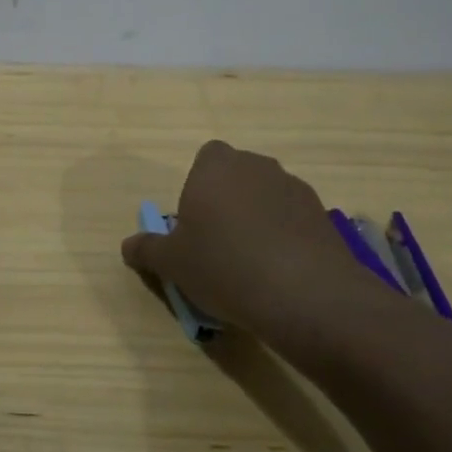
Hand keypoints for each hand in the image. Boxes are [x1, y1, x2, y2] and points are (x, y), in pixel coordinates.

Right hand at [120, 140, 393, 350]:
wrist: (304, 294)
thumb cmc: (223, 266)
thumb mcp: (172, 264)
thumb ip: (147, 250)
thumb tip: (129, 245)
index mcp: (215, 166)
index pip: (206, 157)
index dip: (199, 186)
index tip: (195, 222)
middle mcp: (256, 166)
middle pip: (237, 176)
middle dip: (228, 201)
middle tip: (218, 244)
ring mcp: (294, 188)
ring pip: (266, 197)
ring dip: (258, 219)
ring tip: (251, 264)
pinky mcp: (322, 215)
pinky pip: (293, 219)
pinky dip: (285, 237)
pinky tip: (280, 273)